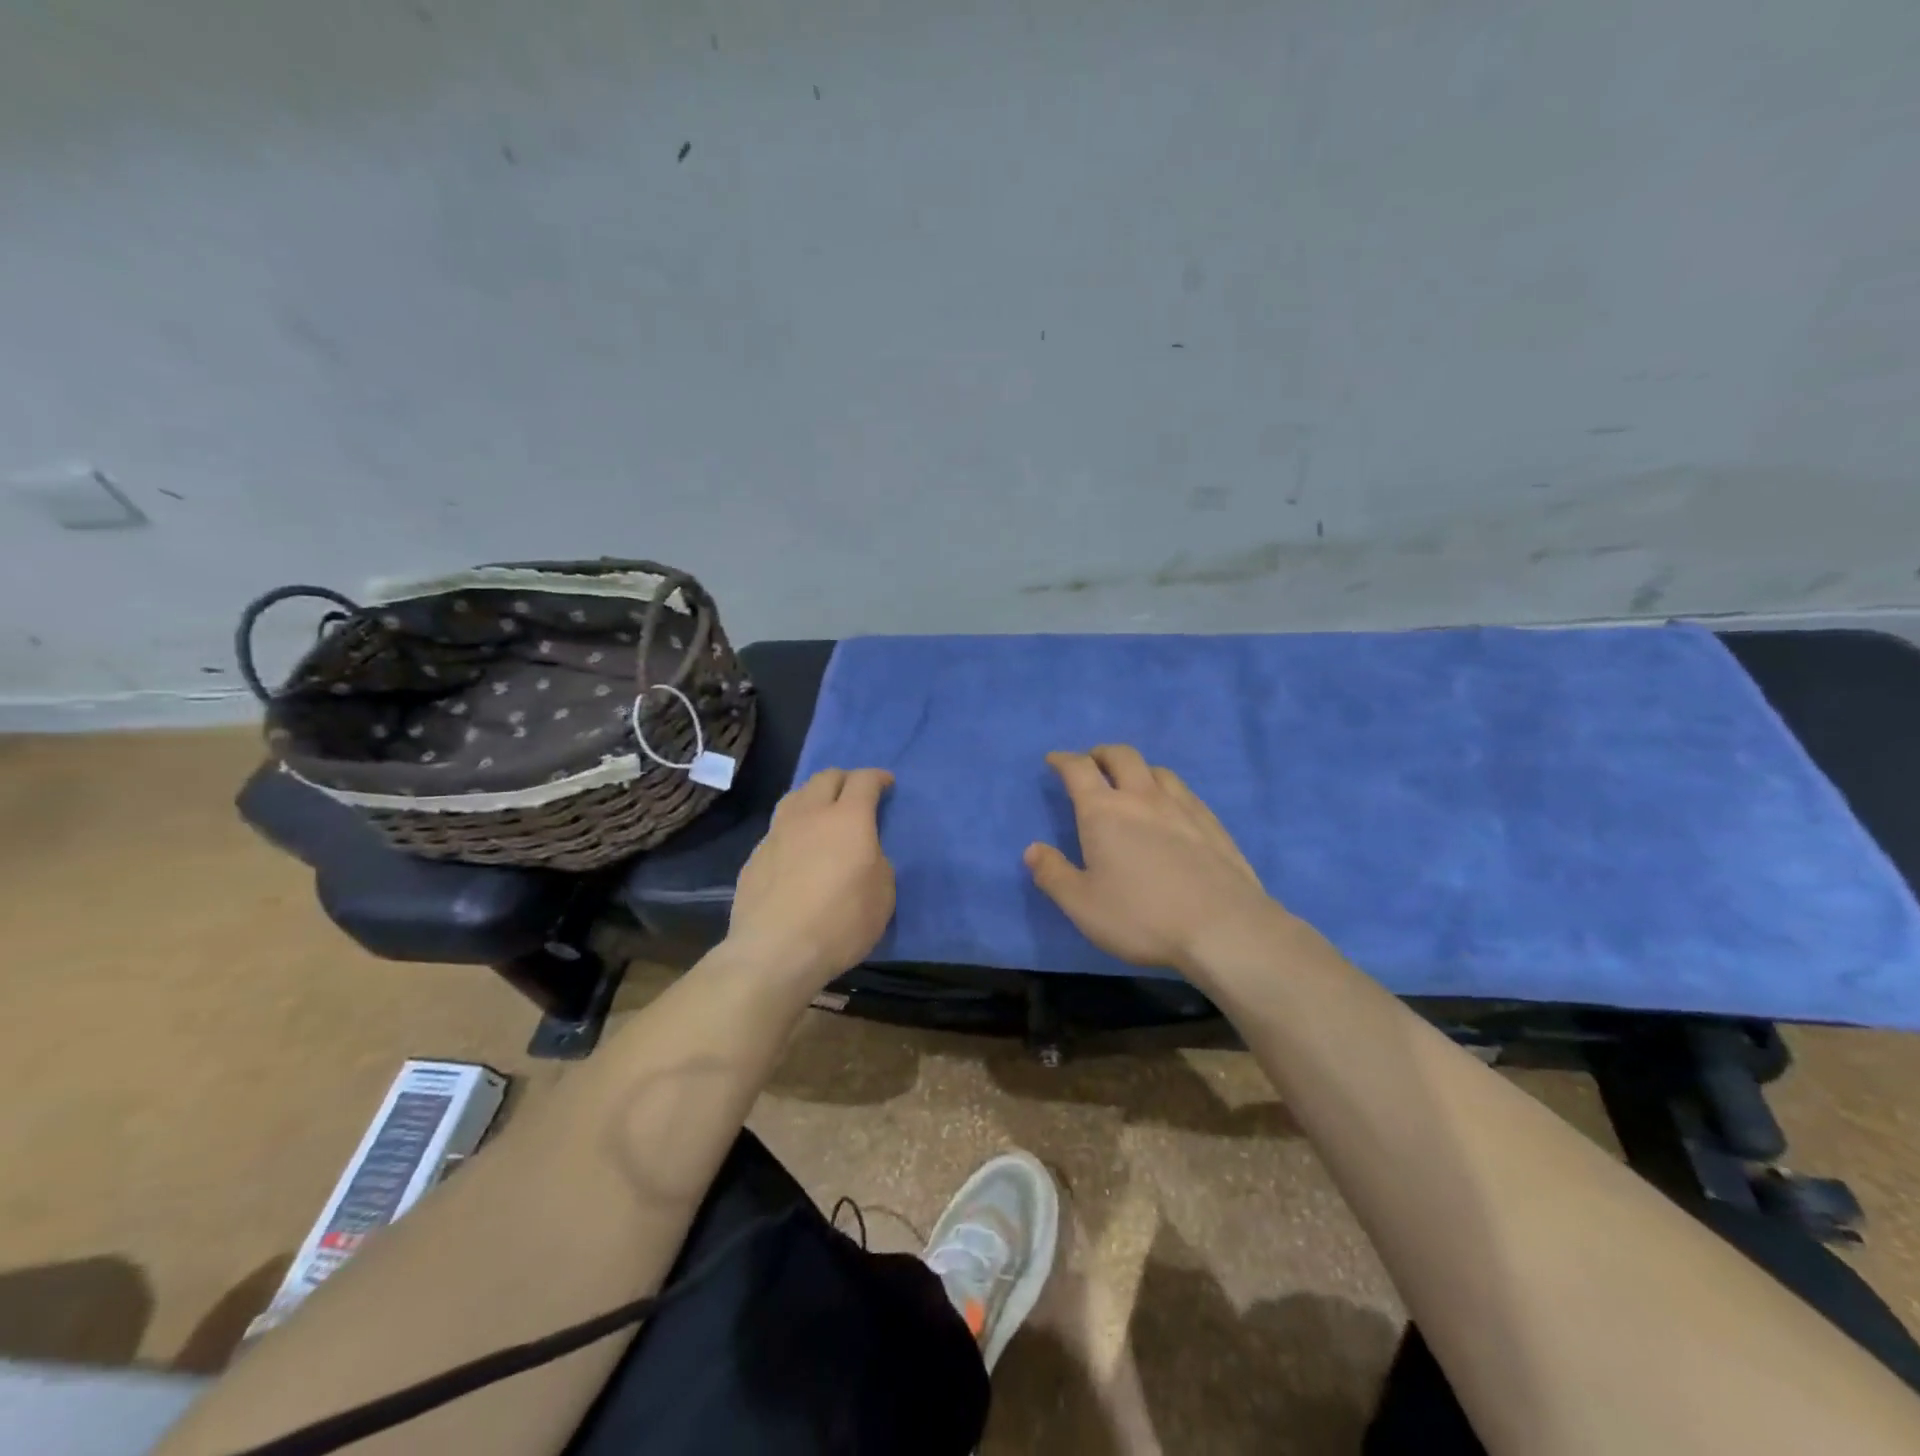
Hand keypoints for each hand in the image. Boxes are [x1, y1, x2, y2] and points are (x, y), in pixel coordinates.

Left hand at [726, 768, 895, 988]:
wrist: (775, 951)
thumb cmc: (841, 922)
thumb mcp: (883, 895)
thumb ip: (877, 861)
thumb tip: (864, 853)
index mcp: (848, 819)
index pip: (863, 780)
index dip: (877, 777)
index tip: (886, 783)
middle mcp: (810, 815)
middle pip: (826, 777)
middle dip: (845, 779)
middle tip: (855, 794)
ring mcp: (777, 833)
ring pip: (796, 796)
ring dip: (814, 797)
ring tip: (822, 814)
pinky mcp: (755, 856)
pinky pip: (778, 828)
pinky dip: (793, 829)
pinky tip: (796, 851)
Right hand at [1025, 746, 1290, 977]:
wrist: (1223, 927)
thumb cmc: (1142, 917)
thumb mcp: (1083, 905)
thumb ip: (1053, 874)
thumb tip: (1032, 849)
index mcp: (1104, 811)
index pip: (1078, 769)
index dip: (1062, 760)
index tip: (1053, 760)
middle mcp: (1142, 797)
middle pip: (1121, 756)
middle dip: (1101, 754)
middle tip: (1092, 764)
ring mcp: (1182, 806)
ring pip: (1156, 770)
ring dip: (1136, 769)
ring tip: (1130, 785)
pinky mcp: (1211, 823)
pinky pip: (1183, 791)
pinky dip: (1165, 789)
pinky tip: (1169, 810)